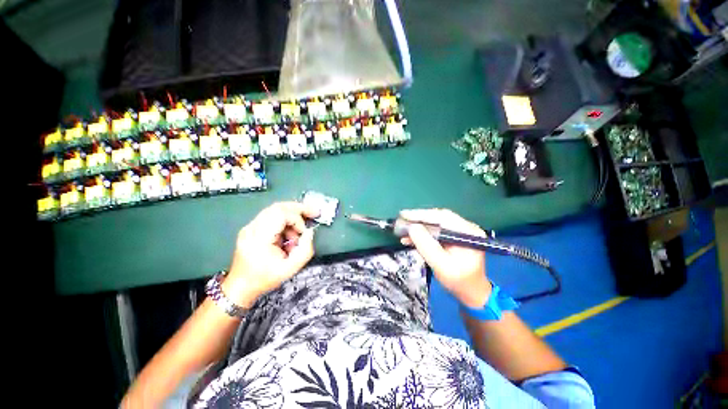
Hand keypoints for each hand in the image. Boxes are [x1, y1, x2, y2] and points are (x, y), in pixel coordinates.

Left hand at [223, 202, 319, 306]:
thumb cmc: (264, 279)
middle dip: (299, 208)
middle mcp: (252, 228)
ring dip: (292, 217)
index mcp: (259, 238)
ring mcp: (250, 227)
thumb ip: (305, 250)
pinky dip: (285, 222)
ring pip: (275, 209)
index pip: (280, 214)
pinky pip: (272, 216)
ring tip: (297, 234)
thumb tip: (310, 232)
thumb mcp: (290, 269)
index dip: (297, 219)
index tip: (303, 232)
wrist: (240, 287)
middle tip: (313, 212)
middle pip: (278, 207)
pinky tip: (288, 235)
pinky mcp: (251, 228)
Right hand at [400, 209, 491, 307]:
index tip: (403, 214)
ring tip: (402, 231)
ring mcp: (459, 231)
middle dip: (418, 219)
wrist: (471, 292)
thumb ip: (426, 245)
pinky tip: (410, 238)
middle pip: (438, 218)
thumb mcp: (441, 265)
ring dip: (418, 227)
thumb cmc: (458, 281)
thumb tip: (412, 227)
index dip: (421, 214)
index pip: (443, 217)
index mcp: (467, 232)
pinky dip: (422, 233)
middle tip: (401, 221)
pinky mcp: (453, 236)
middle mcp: (465, 227)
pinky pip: (435, 230)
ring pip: (435, 223)